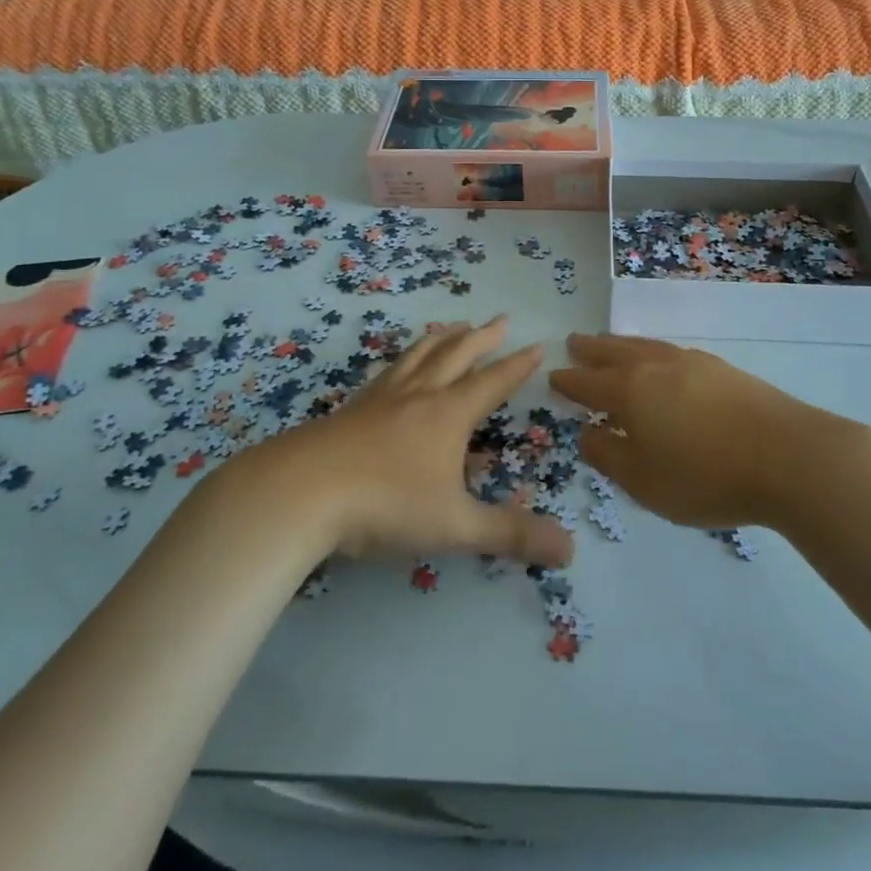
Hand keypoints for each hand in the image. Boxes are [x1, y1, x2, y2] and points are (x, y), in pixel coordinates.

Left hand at [235, 318, 573, 567]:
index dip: (517, 365)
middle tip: (499, 320)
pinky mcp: (349, 410)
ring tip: (451, 327)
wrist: (300, 492)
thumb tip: (571, 551)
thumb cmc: (385, 505)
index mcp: (448, 414)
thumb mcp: (454, 525)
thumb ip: (510, 535)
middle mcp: (418, 396)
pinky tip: (394, 369)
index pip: (492, 382)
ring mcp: (380, 399)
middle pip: (456, 356)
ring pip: (417, 357)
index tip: (536, 344)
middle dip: (482, 338)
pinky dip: (402, 360)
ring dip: (440, 340)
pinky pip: (385, 373)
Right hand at [549, 333, 859, 529]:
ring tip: (611, 345)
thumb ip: (608, 456)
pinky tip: (661, 361)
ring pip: (645, 346)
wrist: (789, 457)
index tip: (554, 377)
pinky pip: (670, 351)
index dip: (568, 382)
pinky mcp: (721, 368)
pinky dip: (652, 351)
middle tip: (574, 343)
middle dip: (591, 350)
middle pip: (614, 352)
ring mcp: (691, 362)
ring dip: (621, 345)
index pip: (587, 383)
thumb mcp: (644, 482)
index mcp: (629, 392)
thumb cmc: (706, 476)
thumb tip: (586, 433)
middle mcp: (655, 367)